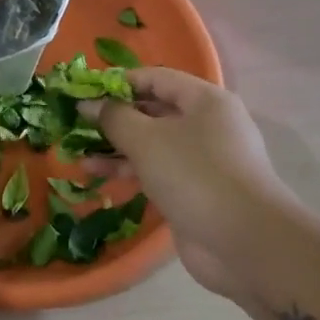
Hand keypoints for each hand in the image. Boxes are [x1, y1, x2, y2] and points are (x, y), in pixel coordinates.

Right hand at [82, 69, 295, 306]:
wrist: (244, 241)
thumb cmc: (195, 175)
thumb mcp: (147, 140)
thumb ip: (114, 118)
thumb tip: (88, 103)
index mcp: (205, 101)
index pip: (156, 78)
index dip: (119, 83)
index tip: (84, 92)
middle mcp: (207, 125)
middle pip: (154, 111)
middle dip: (114, 117)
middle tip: (76, 123)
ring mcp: (202, 161)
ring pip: (152, 144)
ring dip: (116, 148)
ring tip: (77, 152)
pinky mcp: (194, 191)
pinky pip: (155, 172)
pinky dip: (129, 171)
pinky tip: (97, 175)